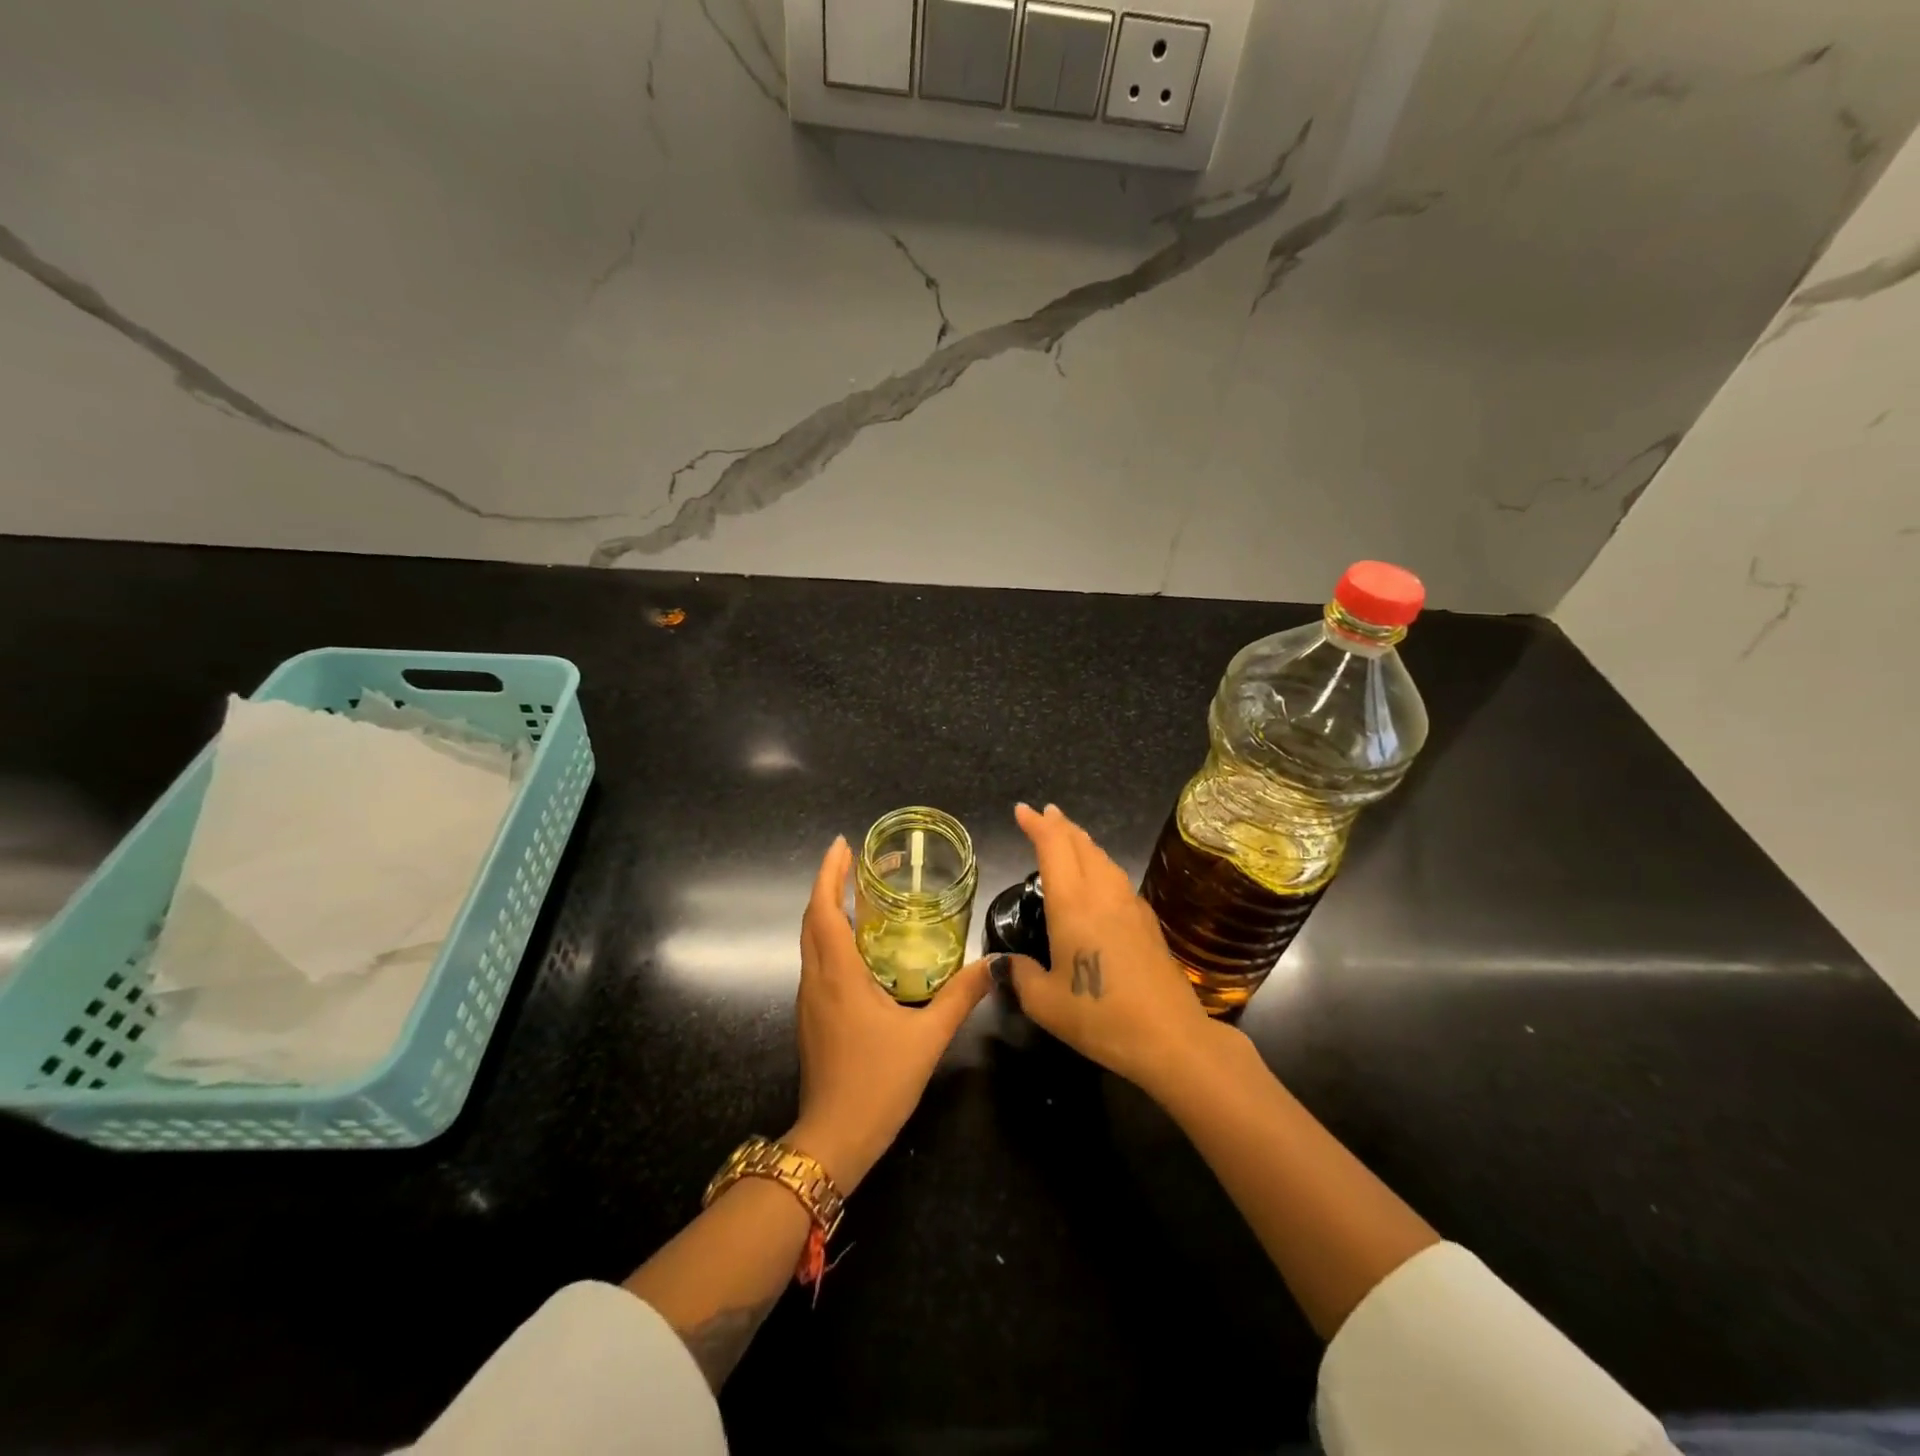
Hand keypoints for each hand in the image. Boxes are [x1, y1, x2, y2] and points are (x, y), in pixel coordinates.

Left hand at [788, 835, 991, 1193]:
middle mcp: (816, 979)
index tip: (842, 844)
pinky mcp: (811, 1018)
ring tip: (859, 894)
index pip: (824, 910)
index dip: (829, 873)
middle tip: (857, 860)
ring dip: (828, 910)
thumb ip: (960, 998)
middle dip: (829, 884)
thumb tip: (993, 966)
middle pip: (813, 919)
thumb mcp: (927, 1037)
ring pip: (811, 941)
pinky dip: (830, 938)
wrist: (833, 1140)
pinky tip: (859, 946)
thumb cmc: (878, 1083)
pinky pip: (816, 962)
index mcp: (838, 975)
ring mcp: (809, 1000)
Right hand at [998, 803, 1224, 1096]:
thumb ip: (1020, 975)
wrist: (1171, 1038)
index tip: (1022, 811)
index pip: (1053, 848)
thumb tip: (1003, 963)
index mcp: (1073, 904)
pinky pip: (1118, 879)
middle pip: (1081, 845)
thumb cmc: (1100, 1016)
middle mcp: (1103, 895)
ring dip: (1083, 842)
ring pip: (1104, 859)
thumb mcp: (1045, 1003)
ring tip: (1069, 838)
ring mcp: (1131, 906)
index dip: (1037, 825)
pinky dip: (1101, 865)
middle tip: (1044, 816)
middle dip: (1060, 826)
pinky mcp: (1149, 923)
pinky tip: (1100, 880)